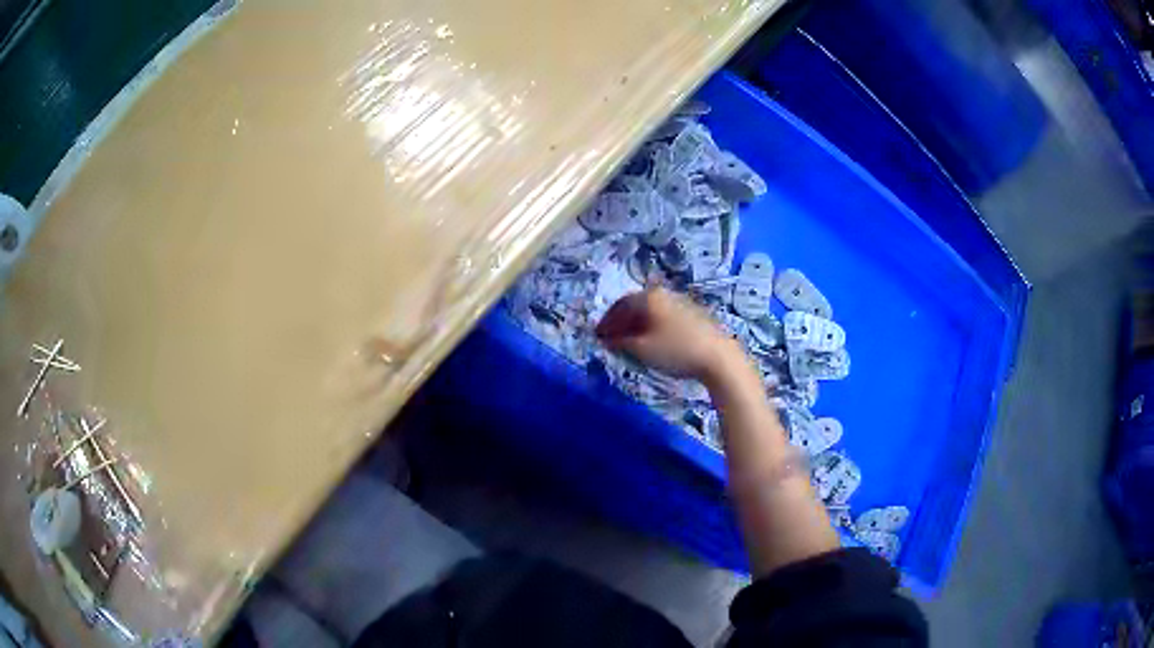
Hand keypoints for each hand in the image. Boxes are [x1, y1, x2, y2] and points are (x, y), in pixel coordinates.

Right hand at [596, 287, 740, 380]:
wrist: (718, 356)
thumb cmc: (676, 350)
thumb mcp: (642, 349)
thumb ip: (620, 342)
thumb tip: (607, 339)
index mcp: (649, 297)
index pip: (621, 305)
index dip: (607, 321)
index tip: (598, 336)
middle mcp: (664, 294)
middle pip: (637, 305)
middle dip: (622, 322)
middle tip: (612, 339)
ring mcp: (681, 302)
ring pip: (652, 311)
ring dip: (637, 325)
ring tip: (631, 342)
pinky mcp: (693, 314)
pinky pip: (665, 317)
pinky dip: (653, 327)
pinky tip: (653, 341)